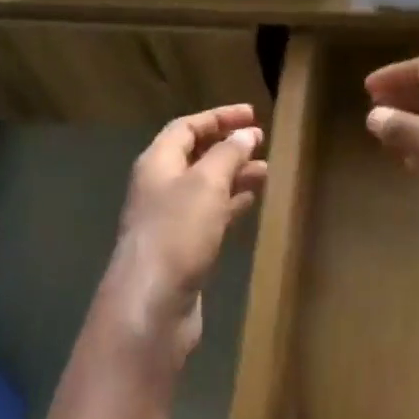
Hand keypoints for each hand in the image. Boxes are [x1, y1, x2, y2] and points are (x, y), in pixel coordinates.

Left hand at [100, 104, 268, 371]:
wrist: (152, 303)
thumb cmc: (177, 232)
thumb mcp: (206, 184)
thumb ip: (227, 154)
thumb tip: (246, 133)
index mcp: (157, 163)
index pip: (186, 127)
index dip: (218, 117)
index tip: (252, 114)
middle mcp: (158, 186)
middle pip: (194, 156)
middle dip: (228, 146)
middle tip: (262, 142)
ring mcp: (168, 219)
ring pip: (205, 186)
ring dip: (233, 175)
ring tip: (266, 171)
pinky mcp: (181, 248)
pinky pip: (208, 214)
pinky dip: (230, 203)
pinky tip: (251, 203)